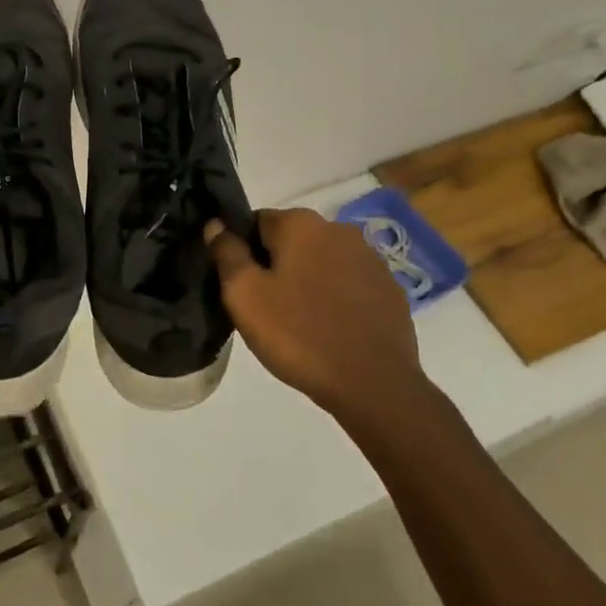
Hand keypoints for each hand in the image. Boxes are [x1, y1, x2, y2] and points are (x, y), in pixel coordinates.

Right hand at [206, 209, 428, 417]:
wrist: (373, 383)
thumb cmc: (298, 334)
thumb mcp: (245, 295)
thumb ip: (226, 252)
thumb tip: (216, 223)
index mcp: (301, 224)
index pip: (255, 222)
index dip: (242, 252)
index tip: (240, 285)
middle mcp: (339, 229)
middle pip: (290, 240)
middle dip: (275, 265)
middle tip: (264, 307)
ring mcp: (370, 259)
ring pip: (321, 261)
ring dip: (306, 280)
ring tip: (298, 321)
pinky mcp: (389, 289)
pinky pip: (348, 284)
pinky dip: (334, 297)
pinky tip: (329, 328)